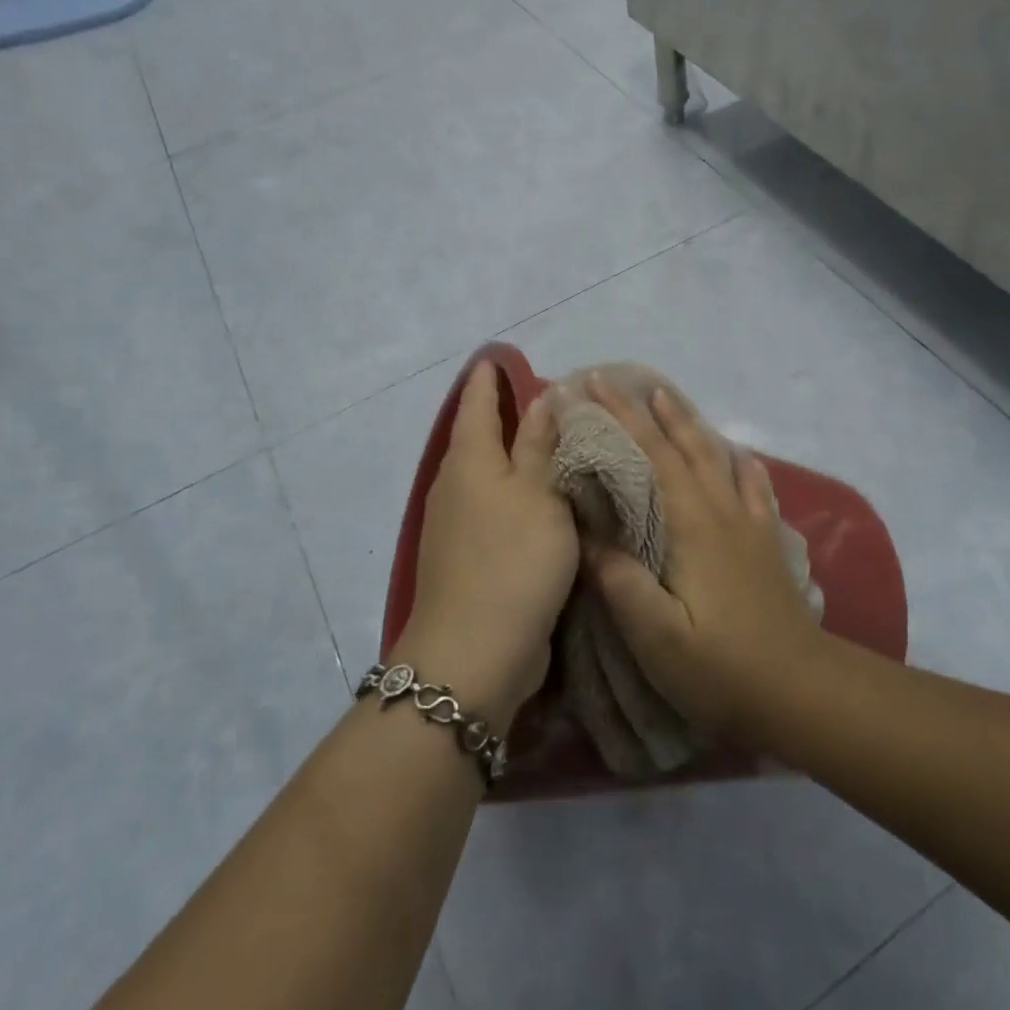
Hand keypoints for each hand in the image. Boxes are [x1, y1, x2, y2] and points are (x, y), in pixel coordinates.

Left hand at [395, 361, 577, 730]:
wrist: (474, 654)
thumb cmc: (513, 560)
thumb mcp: (540, 494)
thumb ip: (541, 445)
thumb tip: (542, 396)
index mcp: (470, 459)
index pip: (477, 401)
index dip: (490, 378)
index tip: (503, 356)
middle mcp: (455, 485)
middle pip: (480, 436)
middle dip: (506, 415)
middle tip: (549, 398)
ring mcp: (457, 524)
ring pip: (489, 474)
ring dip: (515, 457)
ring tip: (554, 444)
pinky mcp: (468, 557)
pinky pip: (495, 509)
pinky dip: (517, 494)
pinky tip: (544, 500)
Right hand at [584, 376, 825, 739]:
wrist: (800, 690)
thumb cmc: (720, 667)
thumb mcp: (656, 637)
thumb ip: (620, 582)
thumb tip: (589, 535)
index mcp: (691, 524)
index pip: (651, 455)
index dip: (622, 416)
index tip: (594, 385)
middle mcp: (721, 510)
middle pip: (683, 445)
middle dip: (649, 409)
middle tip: (619, 381)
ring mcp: (750, 524)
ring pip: (717, 456)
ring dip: (689, 424)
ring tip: (669, 399)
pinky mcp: (767, 542)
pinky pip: (755, 487)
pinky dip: (742, 463)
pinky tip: (741, 456)